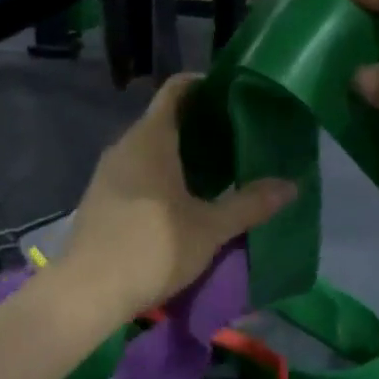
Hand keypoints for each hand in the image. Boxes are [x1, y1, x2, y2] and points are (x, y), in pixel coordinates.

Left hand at [58, 75, 297, 324]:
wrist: (86, 293)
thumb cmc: (153, 248)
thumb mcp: (210, 228)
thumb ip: (250, 204)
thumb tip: (292, 185)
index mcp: (151, 138)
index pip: (176, 90)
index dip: (204, 85)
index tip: (232, 95)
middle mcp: (125, 145)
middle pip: (164, 118)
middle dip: (199, 123)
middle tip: (236, 136)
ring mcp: (108, 172)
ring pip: (149, 147)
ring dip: (179, 152)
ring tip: (216, 168)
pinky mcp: (100, 197)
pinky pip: (136, 170)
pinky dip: (161, 172)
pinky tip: (182, 198)